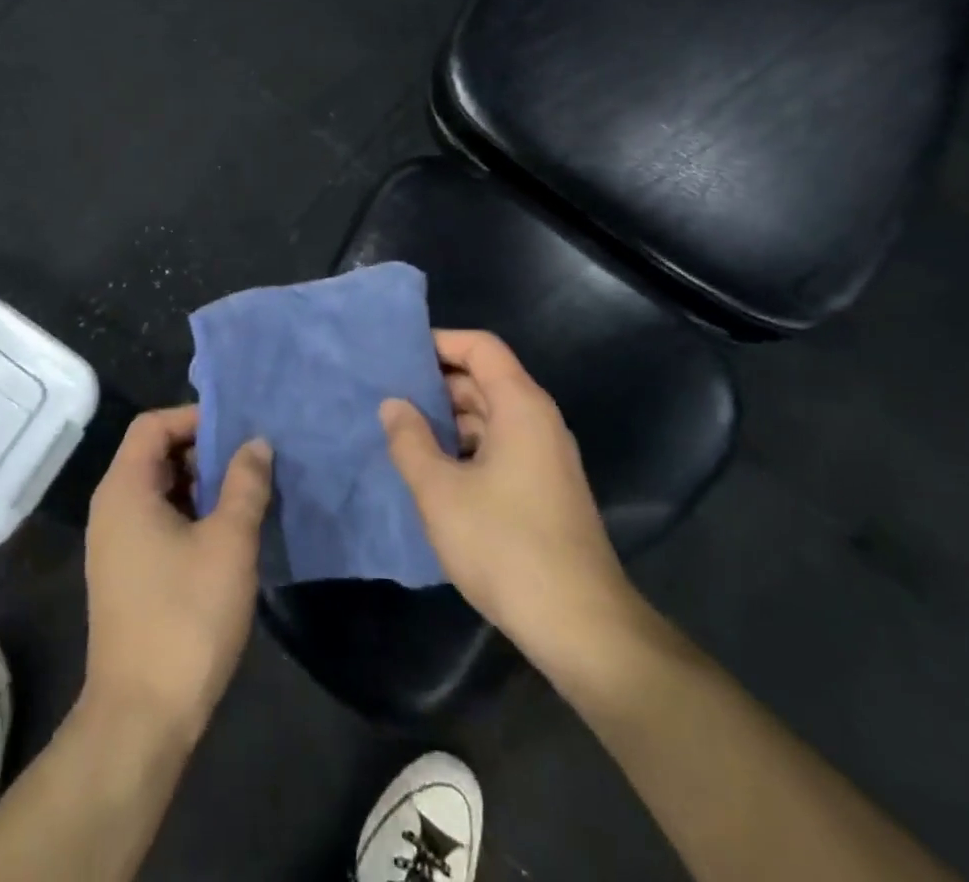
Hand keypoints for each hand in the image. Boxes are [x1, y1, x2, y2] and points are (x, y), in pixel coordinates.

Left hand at [82, 406, 271, 748]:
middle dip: (203, 452)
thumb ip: (245, 484)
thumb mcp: (229, 542)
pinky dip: (190, 515)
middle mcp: (111, 508)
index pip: (153, 424)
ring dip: (201, 486)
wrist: (141, 717)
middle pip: (155, 453)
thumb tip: (256, 443)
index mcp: (125, 489)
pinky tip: (227, 535)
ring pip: (160, 489)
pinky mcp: (126, 573)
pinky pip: (157, 520)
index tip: (238, 432)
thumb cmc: (185, 618)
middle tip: (250, 465)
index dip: (194, 418)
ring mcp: (115, 543)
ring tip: (246, 497)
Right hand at [380, 330, 650, 672]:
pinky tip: (433, 470)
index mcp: (521, 406)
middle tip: (388, 395)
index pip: (481, 347)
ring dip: (448, 419)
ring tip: (401, 431)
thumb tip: (393, 404)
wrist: (581, 626)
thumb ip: (410, 440)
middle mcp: (538, 421)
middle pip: (485, 379)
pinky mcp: (544, 488)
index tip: (398, 354)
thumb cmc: (505, 545)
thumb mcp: (440, 491)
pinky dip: (465, 446)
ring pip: (490, 416)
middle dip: (436, 383)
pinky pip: (499, 446)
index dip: (440, 342)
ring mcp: (544, 457)